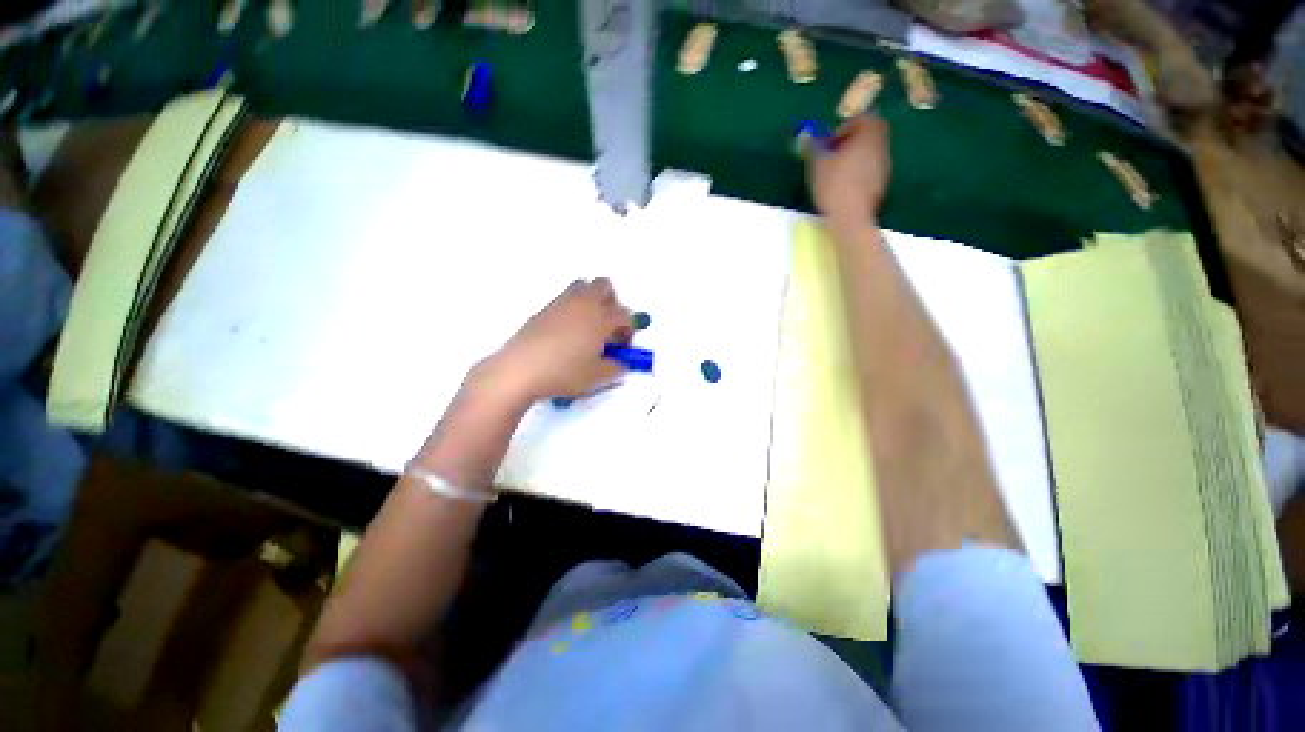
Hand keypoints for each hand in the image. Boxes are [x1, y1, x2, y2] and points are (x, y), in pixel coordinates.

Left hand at [479, 278, 632, 401]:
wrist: (520, 369)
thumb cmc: (564, 373)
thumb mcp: (597, 377)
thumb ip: (616, 368)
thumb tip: (621, 363)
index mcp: (600, 319)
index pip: (625, 315)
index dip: (629, 330)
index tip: (623, 347)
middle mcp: (583, 304)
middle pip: (605, 287)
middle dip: (612, 303)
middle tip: (608, 327)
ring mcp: (562, 303)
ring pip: (583, 287)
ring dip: (592, 300)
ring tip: (588, 326)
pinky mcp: (544, 309)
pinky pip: (565, 298)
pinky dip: (573, 308)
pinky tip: (567, 333)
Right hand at [805, 115, 890, 223]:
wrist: (852, 217)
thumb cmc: (834, 185)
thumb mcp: (817, 164)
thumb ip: (813, 146)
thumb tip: (807, 135)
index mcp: (869, 134)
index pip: (862, 118)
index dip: (843, 128)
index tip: (829, 144)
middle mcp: (882, 146)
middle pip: (868, 135)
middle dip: (849, 143)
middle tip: (831, 158)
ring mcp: (885, 166)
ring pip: (869, 153)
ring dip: (853, 159)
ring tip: (834, 175)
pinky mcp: (882, 184)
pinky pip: (870, 171)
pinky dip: (858, 174)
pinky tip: (843, 189)